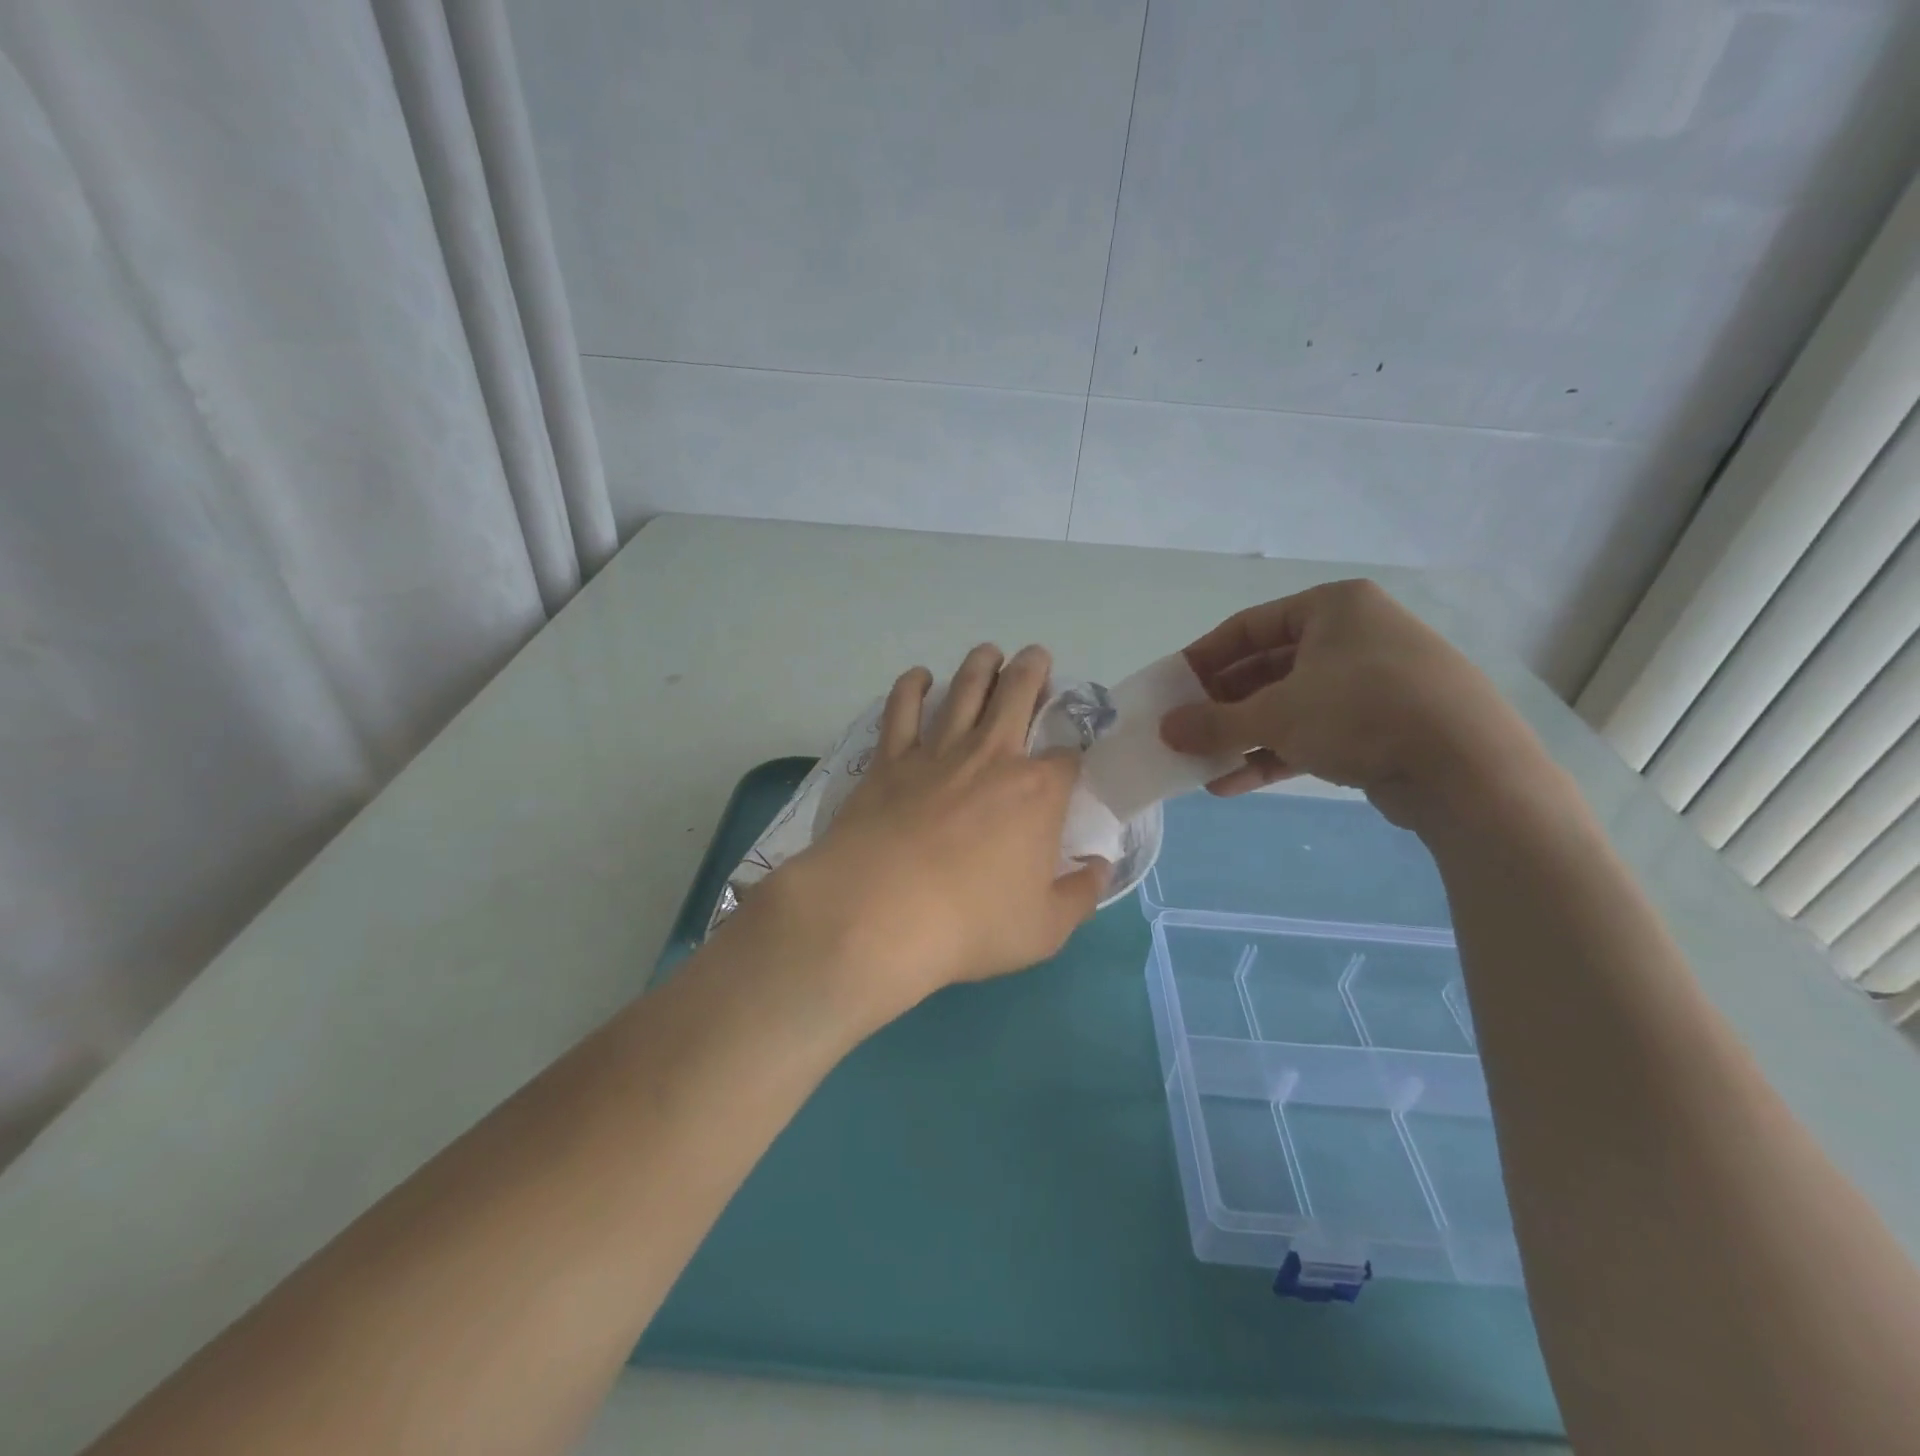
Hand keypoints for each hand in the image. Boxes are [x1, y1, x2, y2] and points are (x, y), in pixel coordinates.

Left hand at [764, 643, 1108, 1030]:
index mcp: (1037, 791)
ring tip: (989, 652)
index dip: (1075, 753)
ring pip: (964, 689)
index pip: (1069, 756)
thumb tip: (1099, 868)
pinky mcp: (890, 759)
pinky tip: (919, 677)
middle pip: (1018, 694)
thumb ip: (1080, 895)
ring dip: (981, 665)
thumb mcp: (1045, 928)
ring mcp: (937, 752)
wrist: (879, 913)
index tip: (1072, 761)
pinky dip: (912, 686)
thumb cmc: (970, 924)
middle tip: (1036, 657)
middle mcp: (992, 756)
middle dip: (1033, 671)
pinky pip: (902, 709)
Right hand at [1160, 580, 1548, 828]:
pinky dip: (1275, 755)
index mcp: (1332, 608)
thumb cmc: (1361, 713)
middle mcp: (1354, 637)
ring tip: (1202, 764)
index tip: (1173, 687)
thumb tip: (1165, 730)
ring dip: (1243, 736)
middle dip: (1222, 705)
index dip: (1203, 658)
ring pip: (1290, 706)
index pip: (1248, 627)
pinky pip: (1316, 734)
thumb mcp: (1275, 715)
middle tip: (1185, 730)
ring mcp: (1373, 684)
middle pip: (1267, 668)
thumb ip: (1213, 722)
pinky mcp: (1384, 728)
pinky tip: (1233, 784)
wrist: (1469, 771)